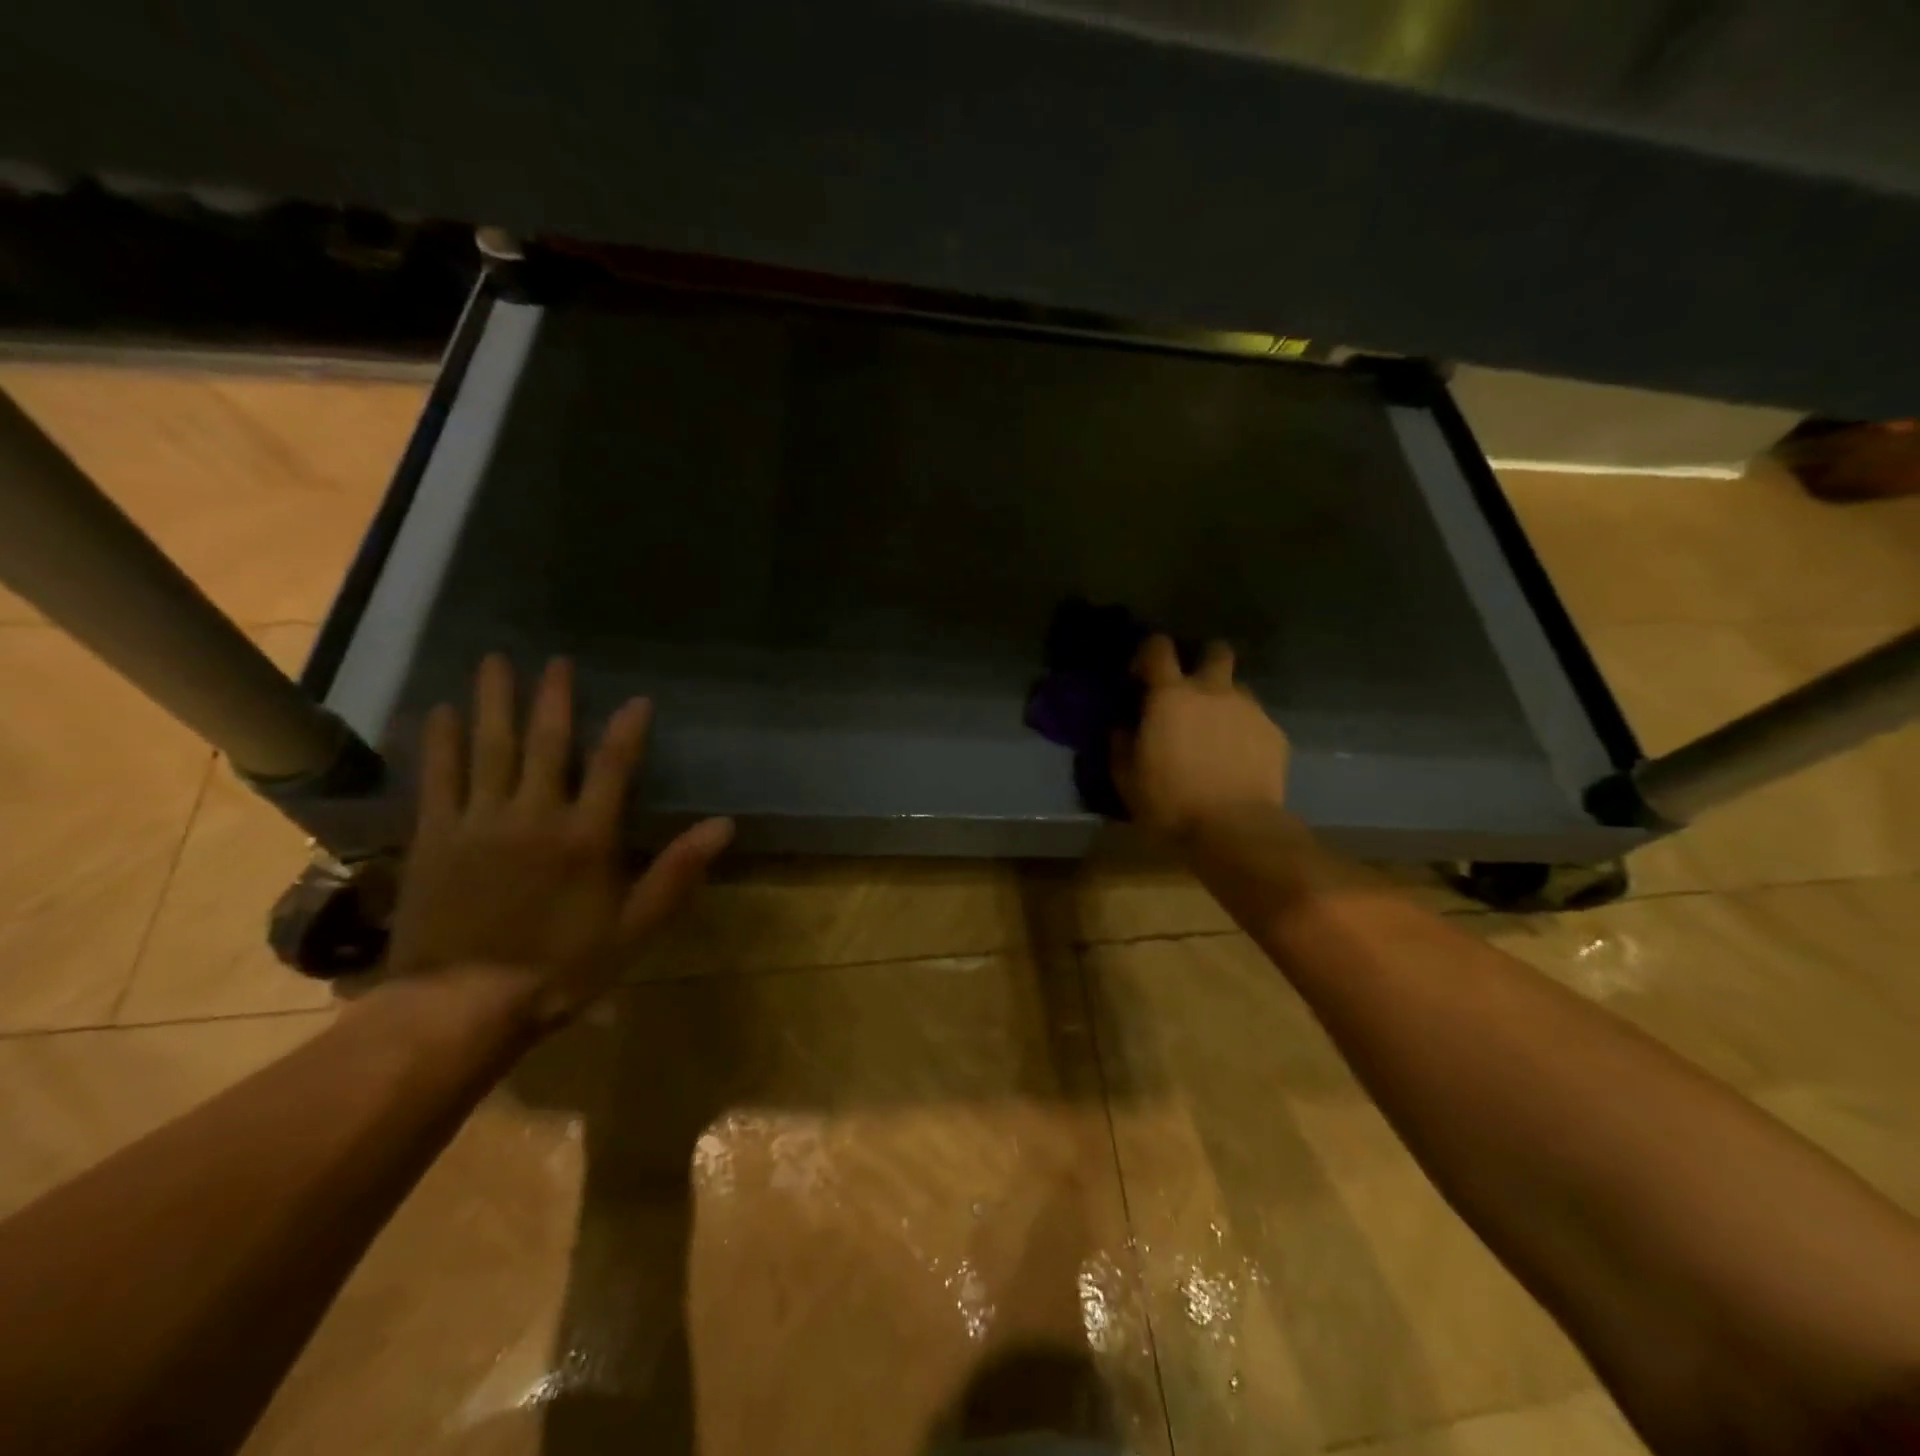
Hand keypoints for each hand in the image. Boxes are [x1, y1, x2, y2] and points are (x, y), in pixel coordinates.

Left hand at [382, 654, 732, 1029]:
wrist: (462, 1004)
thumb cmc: (562, 968)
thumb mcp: (635, 928)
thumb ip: (677, 871)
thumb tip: (723, 825)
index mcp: (586, 837)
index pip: (613, 767)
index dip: (628, 730)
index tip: (638, 699)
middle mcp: (534, 815)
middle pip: (546, 744)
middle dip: (553, 699)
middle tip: (555, 659)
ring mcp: (479, 822)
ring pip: (489, 748)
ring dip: (494, 702)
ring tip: (494, 660)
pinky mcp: (435, 837)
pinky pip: (438, 777)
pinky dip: (440, 741)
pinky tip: (440, 710)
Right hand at [1113, 634, 1290, 839]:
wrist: (1236, 830)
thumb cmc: (1171, 803)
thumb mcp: (1127, 779)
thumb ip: (1121, 744)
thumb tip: (1122, 727)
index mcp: (1170, 696)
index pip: (1158, 648)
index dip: (1148, 654)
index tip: (1141, 677)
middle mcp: (1213, 691)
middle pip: (1216, 651)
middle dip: (1203, 661)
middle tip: (1191, 691)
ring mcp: (1249, 710)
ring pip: (1238, 688)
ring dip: (1224, 701)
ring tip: (1216, 733)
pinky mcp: (1275, 734)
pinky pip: (1256, 721)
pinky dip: (1245, 732)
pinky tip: (1238, 760)